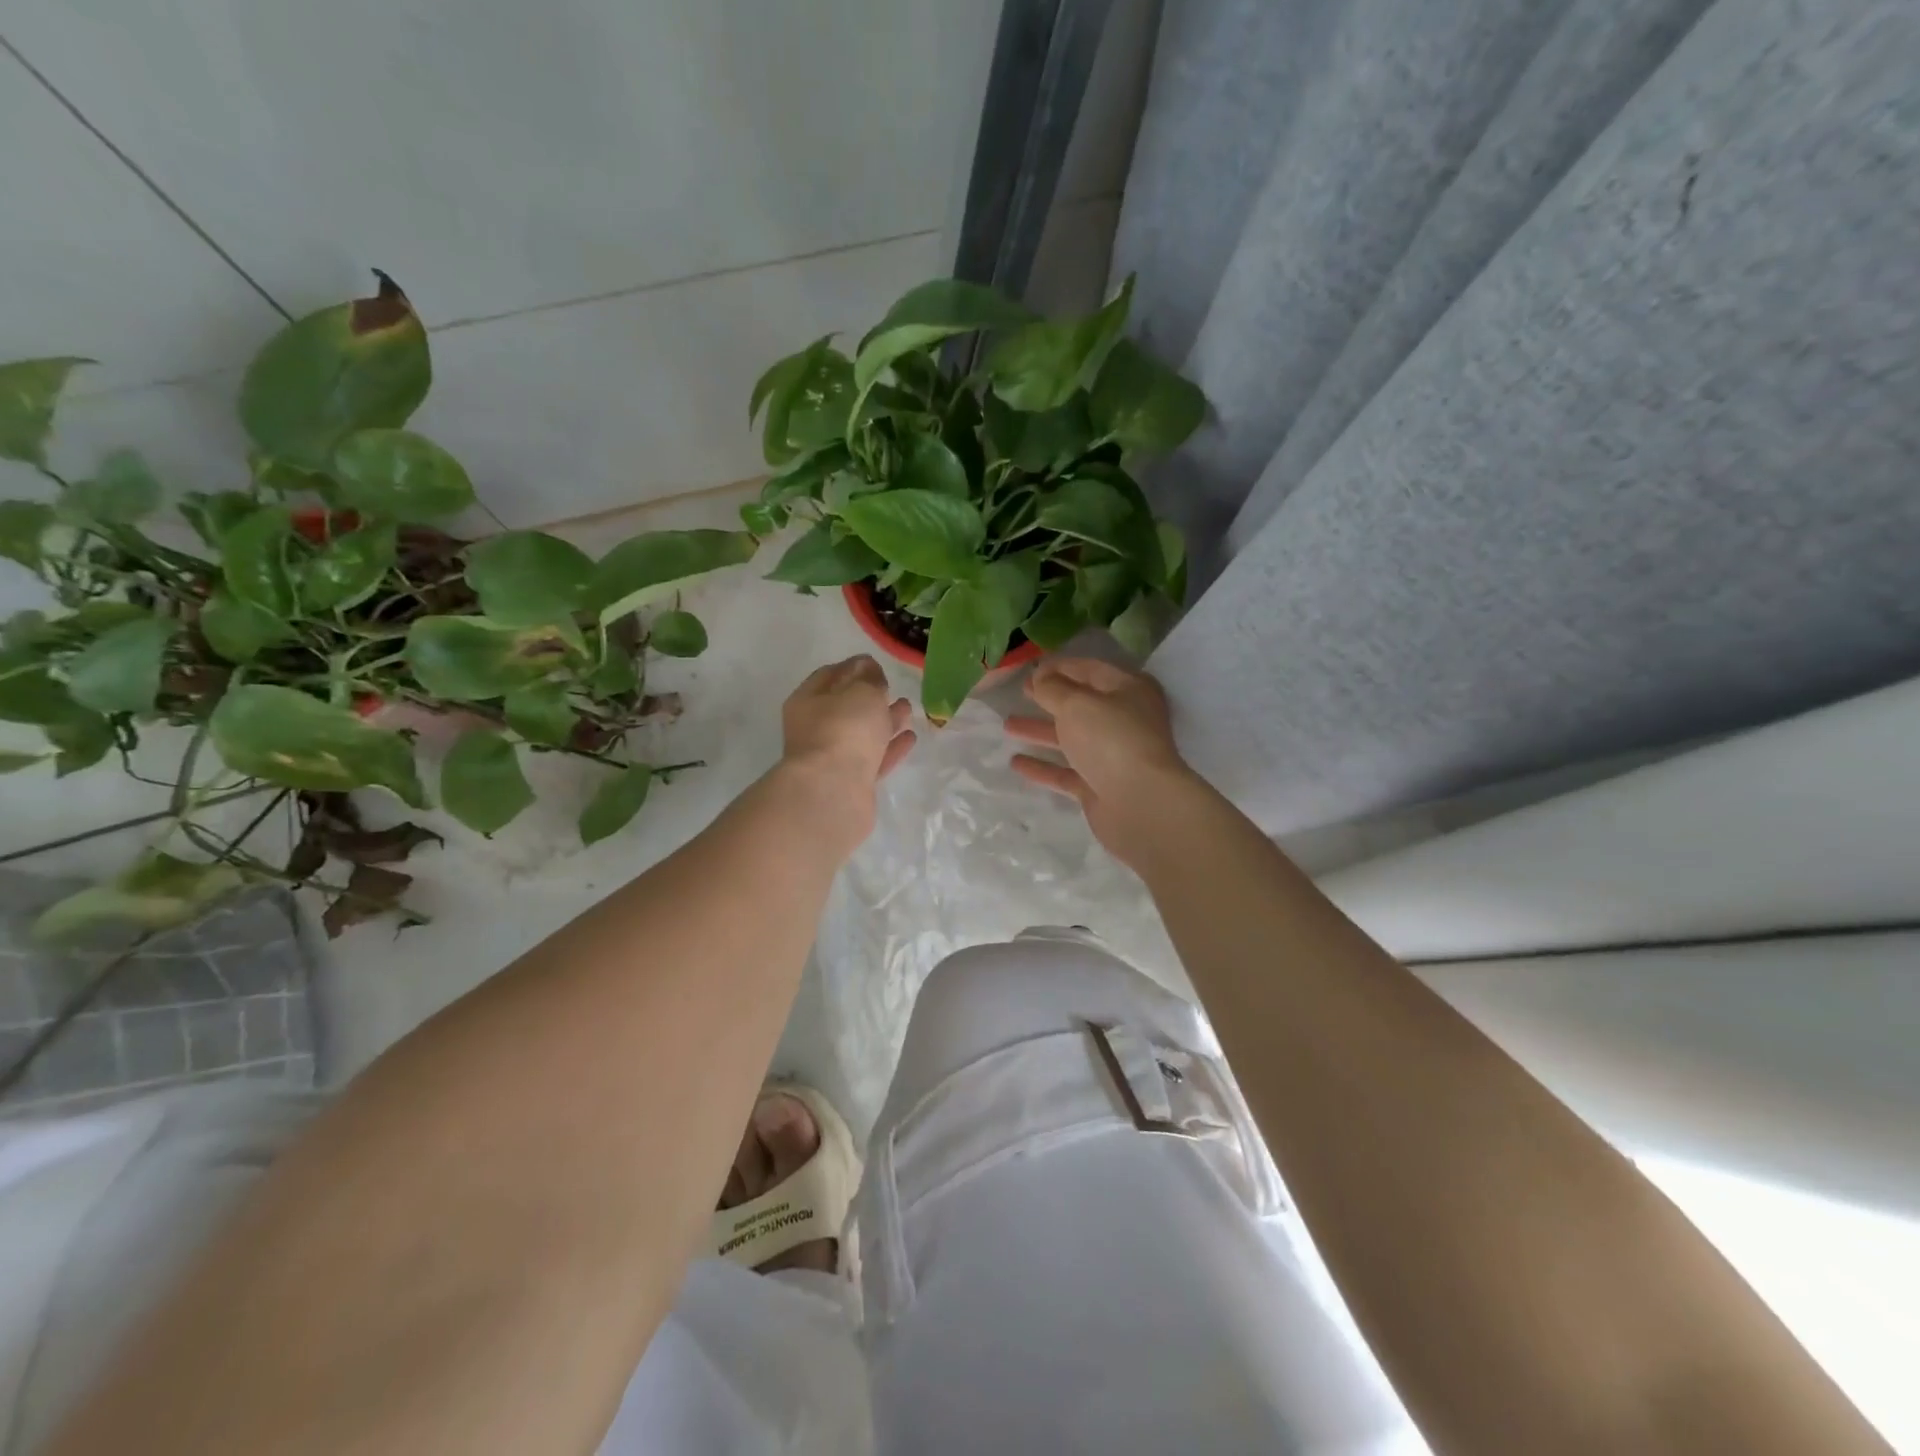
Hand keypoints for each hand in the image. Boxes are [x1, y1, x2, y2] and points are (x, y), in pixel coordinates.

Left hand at [779, 656, 915, 821]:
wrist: (833, 792)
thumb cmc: (844, 730)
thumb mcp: (861, 691)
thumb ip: (869, 678)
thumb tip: (869, 670)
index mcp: (808, 701)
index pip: (830, 675)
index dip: (854, 667)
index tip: (877, 664)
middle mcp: (815, 729)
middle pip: (845, 707)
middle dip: (871, 697)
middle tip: (894, 688)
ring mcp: (832, 758)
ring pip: (861, 734)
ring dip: (884, 721)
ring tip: (908, 710)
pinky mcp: (850, 783)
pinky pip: (874, 759)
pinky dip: (890, 748)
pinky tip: (910, 738)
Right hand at [1006, 658, 1194, 863]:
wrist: (1139, 803)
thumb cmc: (1111, 739)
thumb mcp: (1076, 704)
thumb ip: (1052, 688)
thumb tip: (1039, 677)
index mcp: (1128, 690)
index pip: (1090, 670)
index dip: (1060, 668)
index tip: (1030, 669)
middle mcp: (1123, 720)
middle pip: (1081, 705)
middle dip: (1049, 698)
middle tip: (1021, 692)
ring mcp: (1112, 755)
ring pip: (1071, 738)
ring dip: (1040, 731)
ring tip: (1007, 725)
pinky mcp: (1099, 786)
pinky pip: (1066, 771)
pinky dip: (1043, 766)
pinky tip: (1015, 762)